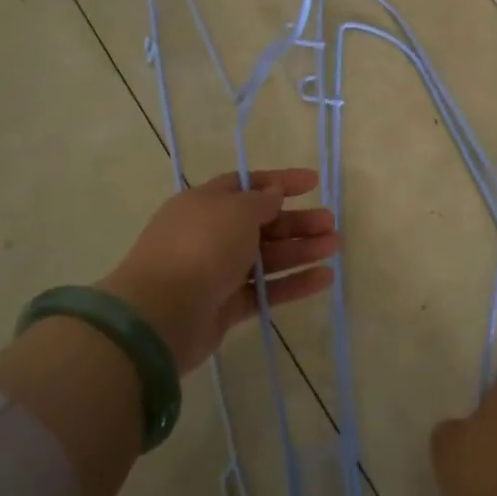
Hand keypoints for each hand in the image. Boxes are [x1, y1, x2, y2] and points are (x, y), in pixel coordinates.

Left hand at [97, 168, 336, 375]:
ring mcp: (218, 272)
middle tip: (331, 223)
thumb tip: (274, 192)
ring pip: (267, 257)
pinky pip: (266, 290)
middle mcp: (211, 235)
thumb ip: (261, 201)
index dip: (280, 182)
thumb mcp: (235, 210)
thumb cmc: (200, 247)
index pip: (247, 185)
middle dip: (297, 221)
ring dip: (301, 250)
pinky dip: (293, 283)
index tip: (314, 182)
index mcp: (205, 204)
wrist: (161, 313)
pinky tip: (324, 279)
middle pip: (262, 223)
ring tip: (335, 247)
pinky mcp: (227, 306)